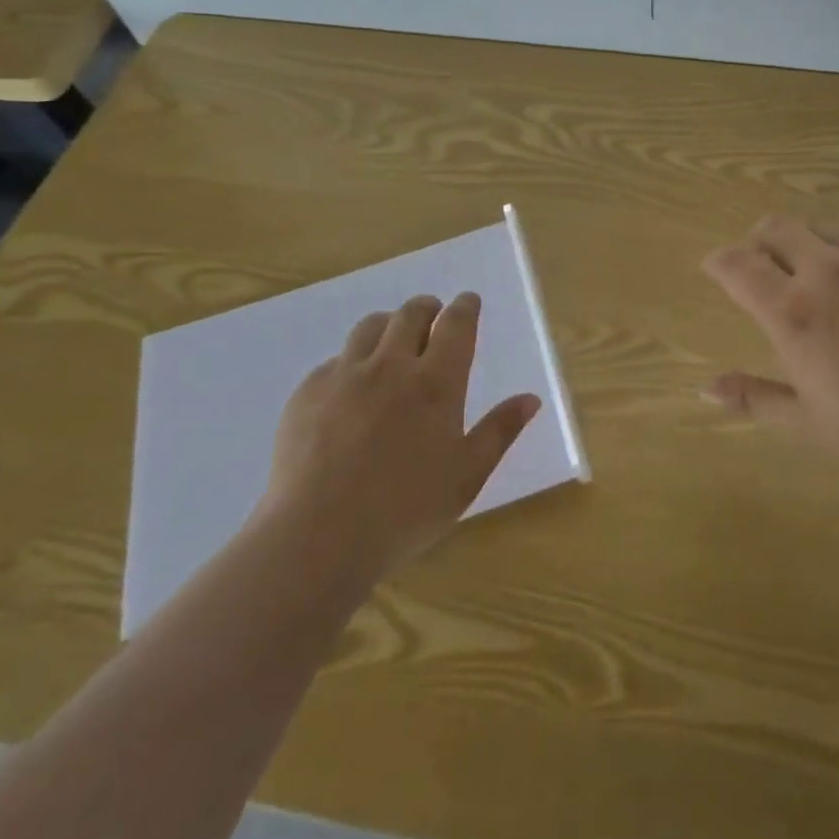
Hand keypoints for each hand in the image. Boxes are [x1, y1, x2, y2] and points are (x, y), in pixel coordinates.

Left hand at [261, 292, 539, 581]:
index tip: (468, 301)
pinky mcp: (307, 393)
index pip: (456, 325)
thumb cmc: (405, 511)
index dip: (465, 307)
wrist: (316, 538)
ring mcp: (344, 376)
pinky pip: (334, 361)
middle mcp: (391, 366)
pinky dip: (351, 361)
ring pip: (369, 327)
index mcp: (436, 383)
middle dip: (426, 307)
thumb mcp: (466, 476)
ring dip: (387, 324)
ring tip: (391, 337)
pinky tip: (350, 385)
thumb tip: (530, 398)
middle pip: (410, 314)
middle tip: (432, 313)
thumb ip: (499, 431)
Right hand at [702, 208, 838, 497]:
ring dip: (804, 240)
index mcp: (792, 314)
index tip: (716, 269)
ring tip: (815, 268)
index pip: (736, 265)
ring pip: (818, 222)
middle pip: (773, 228)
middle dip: (758, 242)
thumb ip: (754, 399)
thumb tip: (704, 389)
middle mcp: (824, 270)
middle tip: (764, 267)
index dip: (718, 262)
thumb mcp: (812, 426)